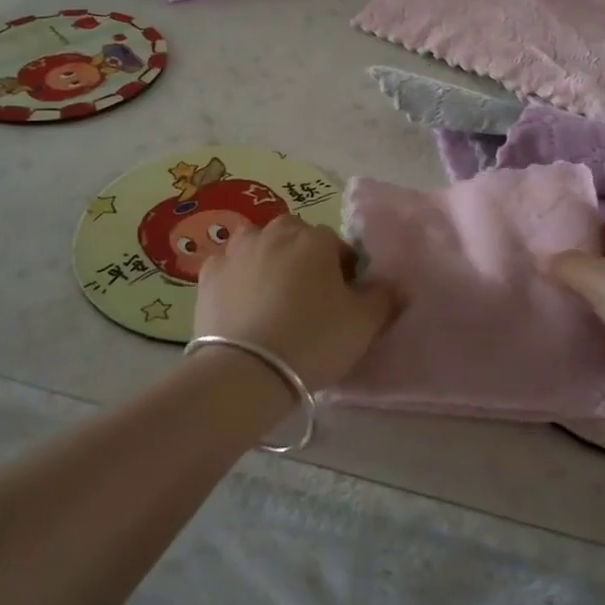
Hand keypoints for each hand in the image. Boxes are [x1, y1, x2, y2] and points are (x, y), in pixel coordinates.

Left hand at [194, 216, 401, 392]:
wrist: (247, 371)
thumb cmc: (314, 340)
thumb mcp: (364, 324)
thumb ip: (384, 297)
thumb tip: (396, 285)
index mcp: (314, 238)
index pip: (337, 246)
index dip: (344, 272)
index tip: (343, 301)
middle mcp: (274, 233)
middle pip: (295, 238)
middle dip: (303, 258)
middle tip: (308, 298)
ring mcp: (236, 251)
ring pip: (258, 245)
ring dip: (267, 260)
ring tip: (271, 298)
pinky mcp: (208, 275)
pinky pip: (228, 268)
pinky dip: (236, 279)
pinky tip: (240, 305)